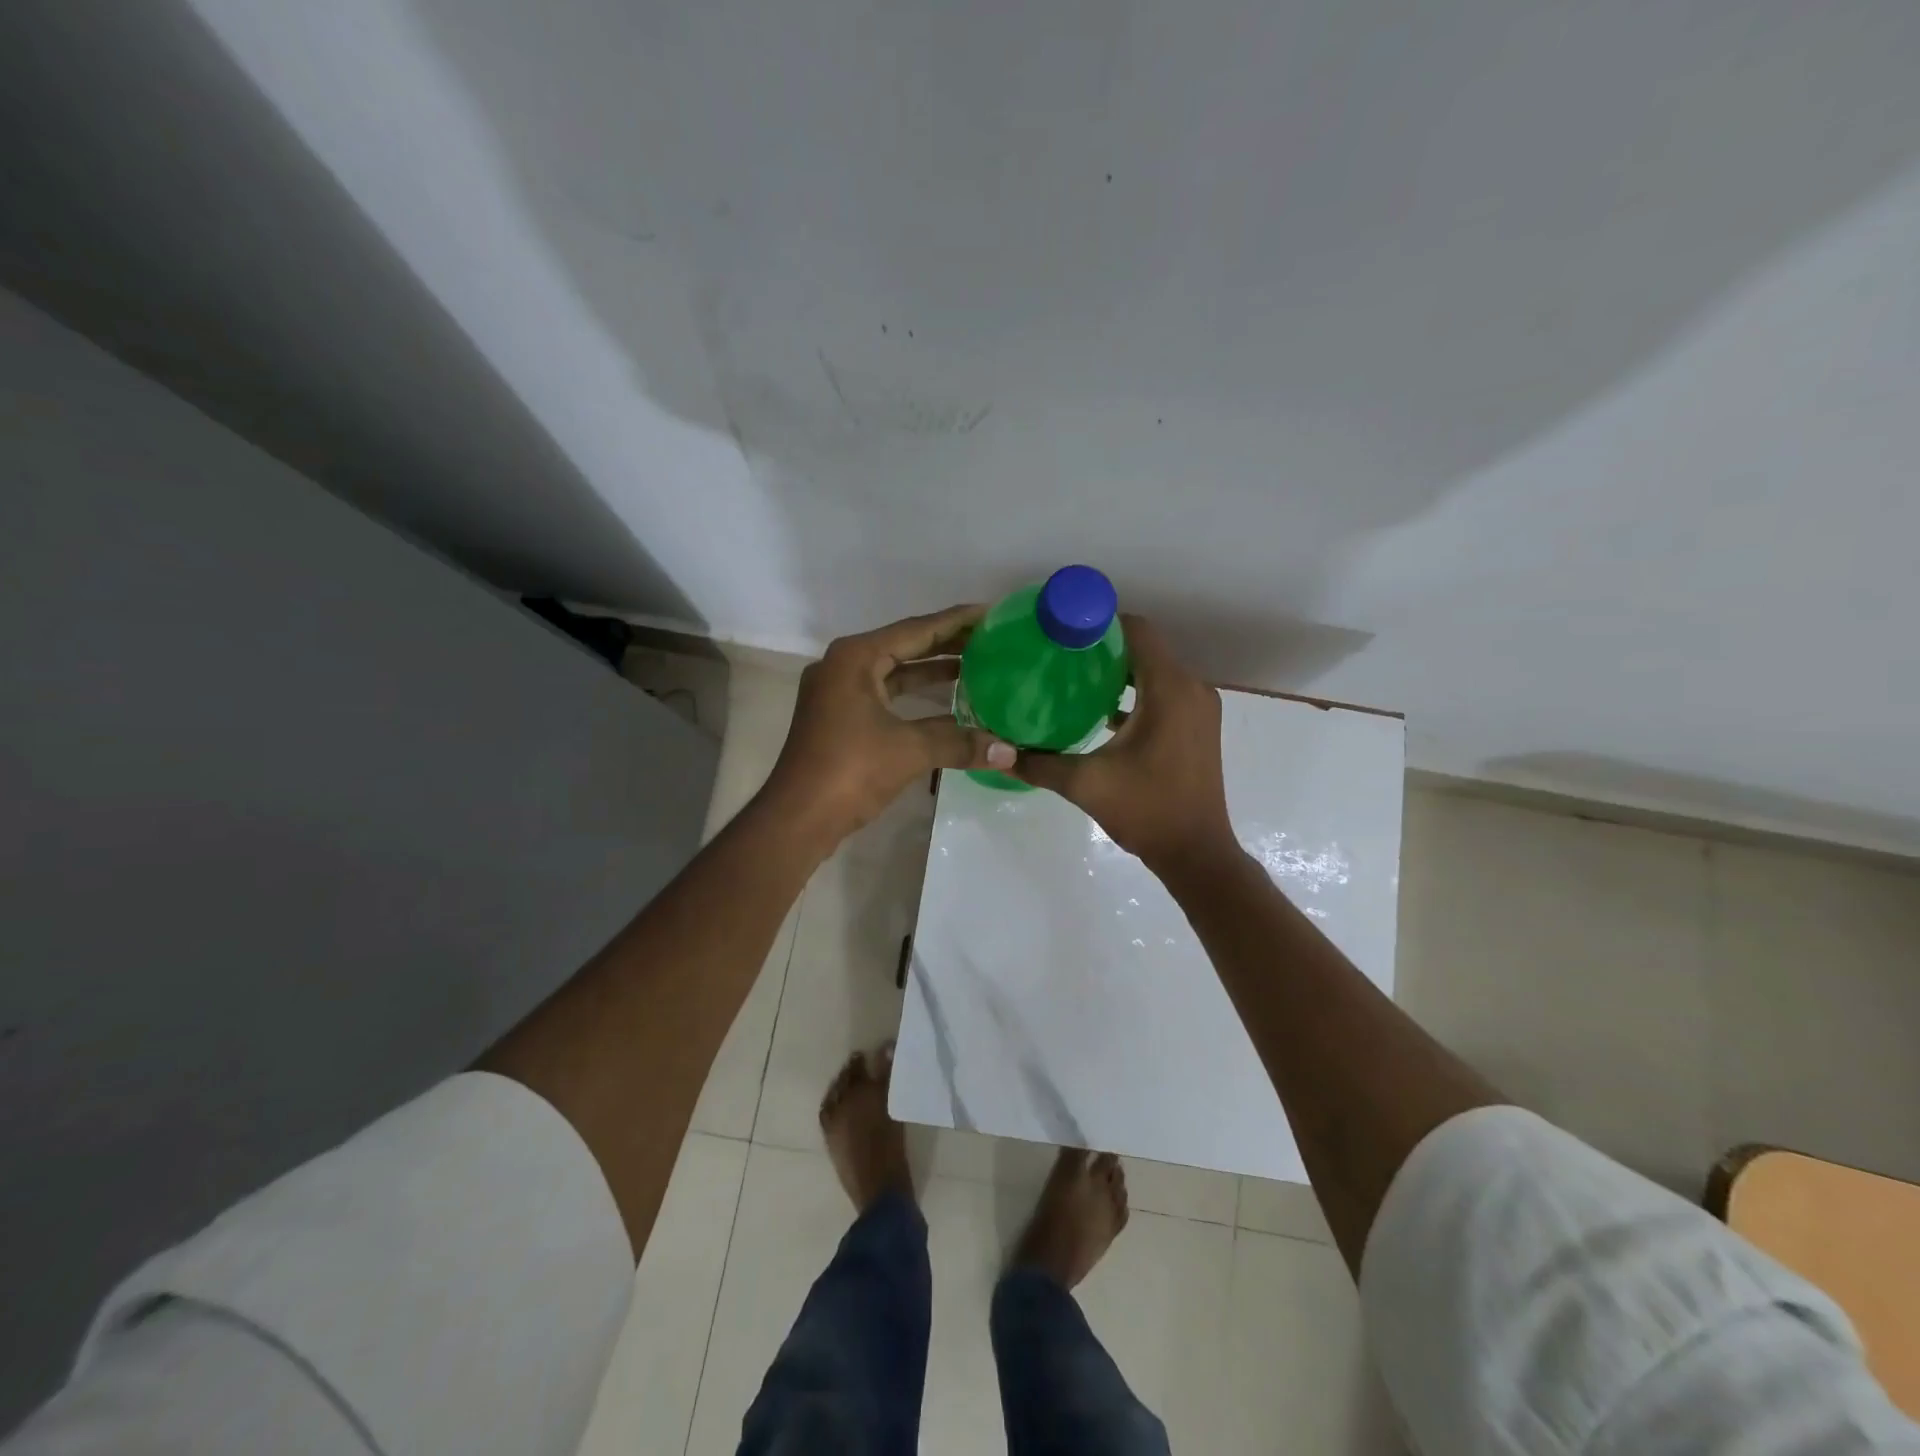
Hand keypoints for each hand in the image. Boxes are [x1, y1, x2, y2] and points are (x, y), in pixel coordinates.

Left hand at [762, 605, 1016, 847]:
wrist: (797, 817)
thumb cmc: (849, 770)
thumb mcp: (909, 750)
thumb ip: (960, 743)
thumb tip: (1009, 751)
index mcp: (855, 658)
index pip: (916, 630)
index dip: (956, 621)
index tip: (990, 613)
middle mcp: (844, 666)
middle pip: (904, 646)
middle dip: (947, 644)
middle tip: (991, 640)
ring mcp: (838, 693)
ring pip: (894, 673)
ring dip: (931, 671)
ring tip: (977, 667)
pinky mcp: (840, 719)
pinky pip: (886, 696)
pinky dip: (915, 697)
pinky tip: (947, 704)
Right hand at [1013, 615, 1238, 874]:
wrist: (1196, 854)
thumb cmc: (1146, 811)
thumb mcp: (1085, 784)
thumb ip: (1039, 763)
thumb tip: (997, 752)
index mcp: (1169, 690)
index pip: (1137, 631)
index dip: (1099, 622)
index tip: (1062, 629)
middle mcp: (1191, 689)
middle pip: (1145, 648)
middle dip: (1103, 647)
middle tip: (1058, 654)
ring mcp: (1199, 708)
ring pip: (1155, 671)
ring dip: (1119, 671)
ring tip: (1072, 678)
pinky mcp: (1198, 727)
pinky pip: (1165, 693)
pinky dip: (1136, 693)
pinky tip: (1100, 710)